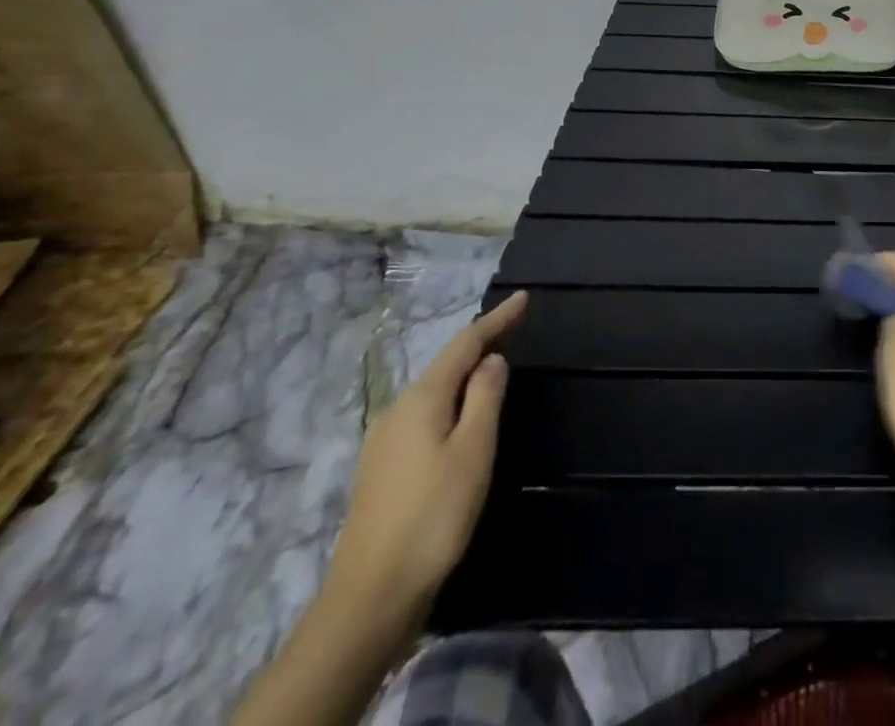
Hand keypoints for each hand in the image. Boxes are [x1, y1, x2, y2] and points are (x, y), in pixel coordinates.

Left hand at [327, 290, 527, 626]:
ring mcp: (384, 441)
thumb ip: (485, 397)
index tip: (524, 297)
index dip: (496, 319)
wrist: (370, 596)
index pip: (465, 344)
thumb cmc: (433, 515)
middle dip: (480, 343)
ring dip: (465, 374)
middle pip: (446, 365)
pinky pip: (425, 415)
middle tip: (514, 328)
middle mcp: (397, 410)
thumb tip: (492, 360)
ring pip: (434, 391)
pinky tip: (462, 415)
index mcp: (422, 399)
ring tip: (494, 366)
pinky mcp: (382, 469)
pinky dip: (451, 401)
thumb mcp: (473, 450)